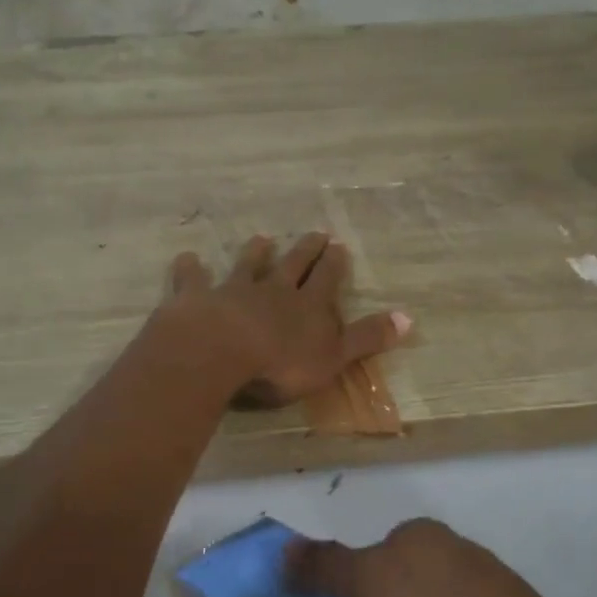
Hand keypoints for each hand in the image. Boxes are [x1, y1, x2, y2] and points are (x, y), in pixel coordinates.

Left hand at [164, 232, 410, 406]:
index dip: (333, 264)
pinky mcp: (197, 299)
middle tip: (315, 233)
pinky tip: (187, 258)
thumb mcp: (333, 357)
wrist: (220, 352)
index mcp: (307, 307)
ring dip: (255, 253)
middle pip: (292, 265)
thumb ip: (367, 339)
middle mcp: (273, 291)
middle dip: (305, 251)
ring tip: (262, 238)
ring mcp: (233, 291)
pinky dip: (191, 269)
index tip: (339, 246)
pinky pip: (193, 280)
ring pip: (247, 265)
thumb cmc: (280, 363)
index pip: (326, 280)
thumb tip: (409, 318)